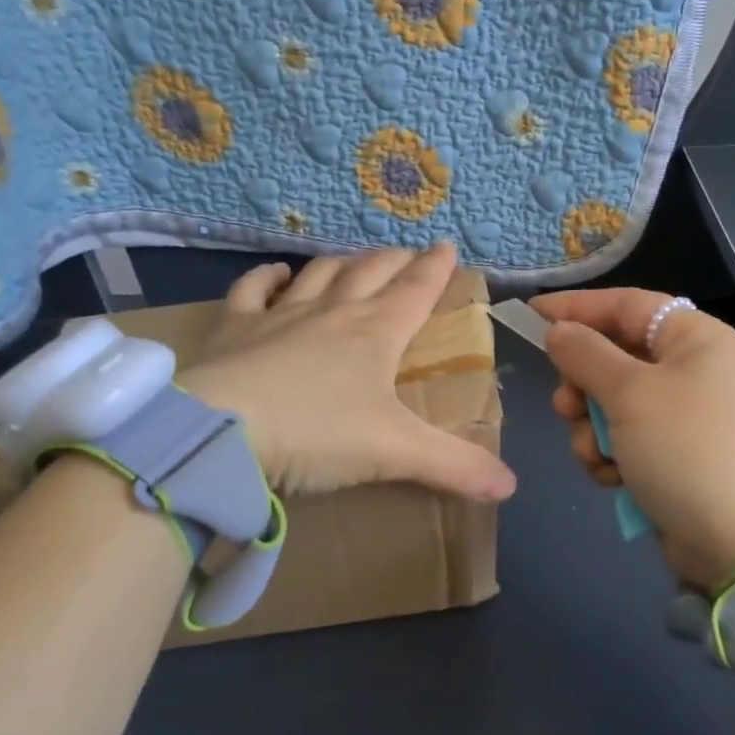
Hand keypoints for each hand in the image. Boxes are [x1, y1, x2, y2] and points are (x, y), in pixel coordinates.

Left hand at [178, 243, 515, 502]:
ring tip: (355, 259)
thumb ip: (455, 467)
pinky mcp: (235, 328)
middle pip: (371, 272)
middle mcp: (333, 312)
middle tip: (408, 254)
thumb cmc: (317, 434)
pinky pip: (253, 290)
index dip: (436, 269)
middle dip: (394, 260)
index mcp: (376, 334)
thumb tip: (511, 486)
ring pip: (320, 274)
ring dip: (342, 262)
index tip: (448, 247)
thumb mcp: (395, 453)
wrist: (223, 431)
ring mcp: (281, 315)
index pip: (416, 291)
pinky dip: (267, 277)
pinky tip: (277, 272)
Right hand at [530, 289, 734, 589]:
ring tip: (597, 454)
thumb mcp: (630, 393)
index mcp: (695, 339)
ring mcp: (685, 417)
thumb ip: (586, 354)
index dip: (576, 308)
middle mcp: (692, 370)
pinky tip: (613, 478)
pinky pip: (626, 439)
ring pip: (612, 404)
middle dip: (583, 385)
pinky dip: (611, 455)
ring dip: (592, 428)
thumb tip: (559, 330)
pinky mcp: (675, 456)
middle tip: (566, 408)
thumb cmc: (686, 449)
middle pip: (615, 357)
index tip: (531, 315)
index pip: (626, 305)